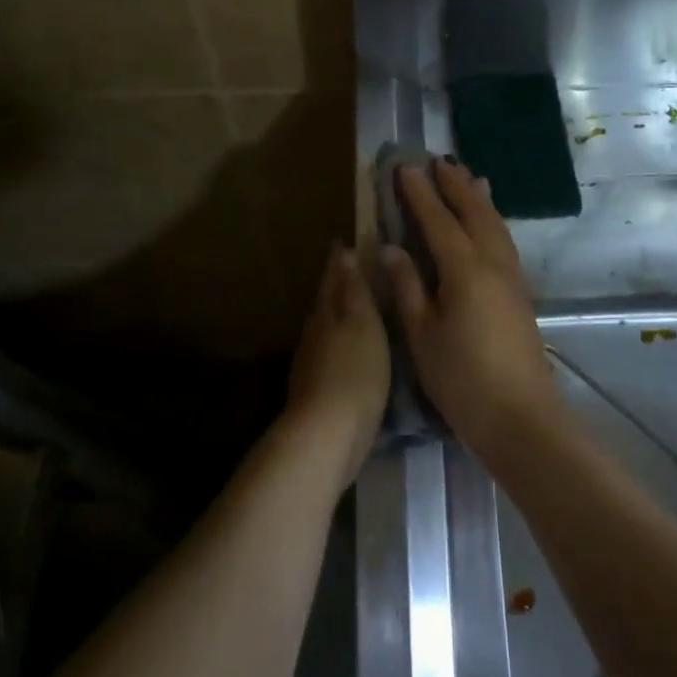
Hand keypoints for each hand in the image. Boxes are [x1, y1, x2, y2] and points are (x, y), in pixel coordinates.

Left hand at [284, 245, 389, 485]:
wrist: (328, 434)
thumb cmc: (354, 372)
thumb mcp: (363, 324)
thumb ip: (354, 291)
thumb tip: (344, 255)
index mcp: (326, 314)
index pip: (333, 279)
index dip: (340, 261)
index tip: (346, 242)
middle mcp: (315, 334)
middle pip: (326, 303)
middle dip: (338, 286)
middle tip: (355, 270)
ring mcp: (313, 364)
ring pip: (327, 329)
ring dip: (340, 316)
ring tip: (361, 310)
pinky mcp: (320, 390)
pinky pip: (332, 355)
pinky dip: (343, 345)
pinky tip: (356, 352)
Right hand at [380, 161, 559, 454]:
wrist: (520, 416)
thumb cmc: (462, 378)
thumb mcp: (422, 335)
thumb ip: (408, 287)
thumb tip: (392, 248)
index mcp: (465, 269)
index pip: (438, 221)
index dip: (420, 194)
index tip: (404, 167)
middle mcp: (493, 264)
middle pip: (474, 213)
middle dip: (455, 185)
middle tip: (439, 160)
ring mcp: (512, 278)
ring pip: (495, 225)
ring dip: (479, 198)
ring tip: (470, 177)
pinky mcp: (520, 294)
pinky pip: (504, 242)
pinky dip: (493, 221)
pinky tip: (489, 224)